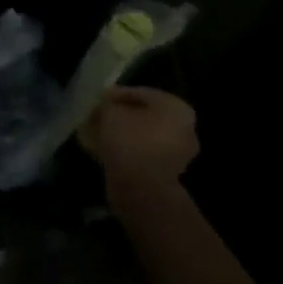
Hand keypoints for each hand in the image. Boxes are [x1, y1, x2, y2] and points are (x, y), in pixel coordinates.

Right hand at [79, 86, 198, 205]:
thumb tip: (108, 106)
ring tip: (99, 134)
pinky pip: (145, 154)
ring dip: (124, 134)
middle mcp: (185, 128)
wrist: (142, 189)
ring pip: (145, 135)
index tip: (98, 100)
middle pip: (145, 115)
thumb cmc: (129, 140)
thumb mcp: (111, 111)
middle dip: (121, 116)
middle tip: (98, 116)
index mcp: (176, 107)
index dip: (116, 95)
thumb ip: (109, 103)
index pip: (140, 93)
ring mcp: (179, 153)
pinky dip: (128, 150)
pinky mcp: (169, 173)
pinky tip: (108, 151)